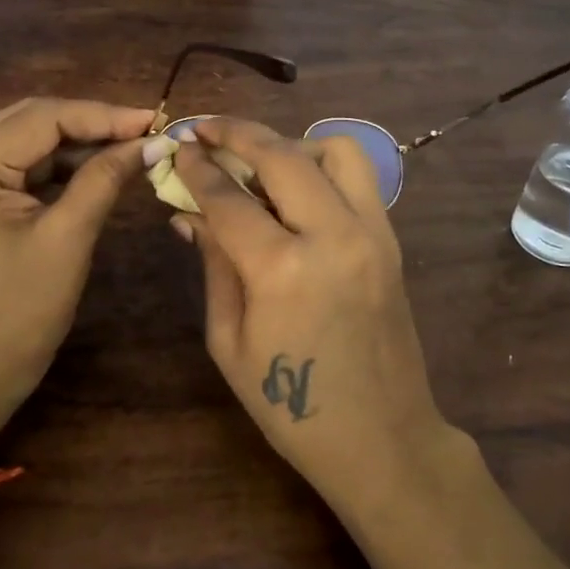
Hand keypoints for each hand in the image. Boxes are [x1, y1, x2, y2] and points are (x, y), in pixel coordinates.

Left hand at [0, 98, 154, 409]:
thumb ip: (106, 178)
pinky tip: (94, 167)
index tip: (152, 120)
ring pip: (24, 139)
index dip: (101, 115)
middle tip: (144, 131)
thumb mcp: (68, 238)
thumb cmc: (22, 312)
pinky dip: (55, 165)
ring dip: (75, 143)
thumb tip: (152, 142)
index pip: (41, 118)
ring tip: (128, 147)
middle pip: (29, 120)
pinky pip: (15, 164)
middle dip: (89, 123)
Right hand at [169, 117, 463, 515]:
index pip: (229, 198)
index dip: (197, 168)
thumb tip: (190, 212)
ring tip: (261, 164)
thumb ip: (214, 264)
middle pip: (282, 155)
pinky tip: (297, 190)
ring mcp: (372, 233)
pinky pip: (359, 178)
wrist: (382, 439)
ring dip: (291, 144)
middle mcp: (332, 235)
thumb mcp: (229, 341)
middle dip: (237, 133)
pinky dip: (323, 167)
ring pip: (335, 150)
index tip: (178, 147)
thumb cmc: (290, 408)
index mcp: (282, 270)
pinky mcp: (391, 241)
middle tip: (206, 129)